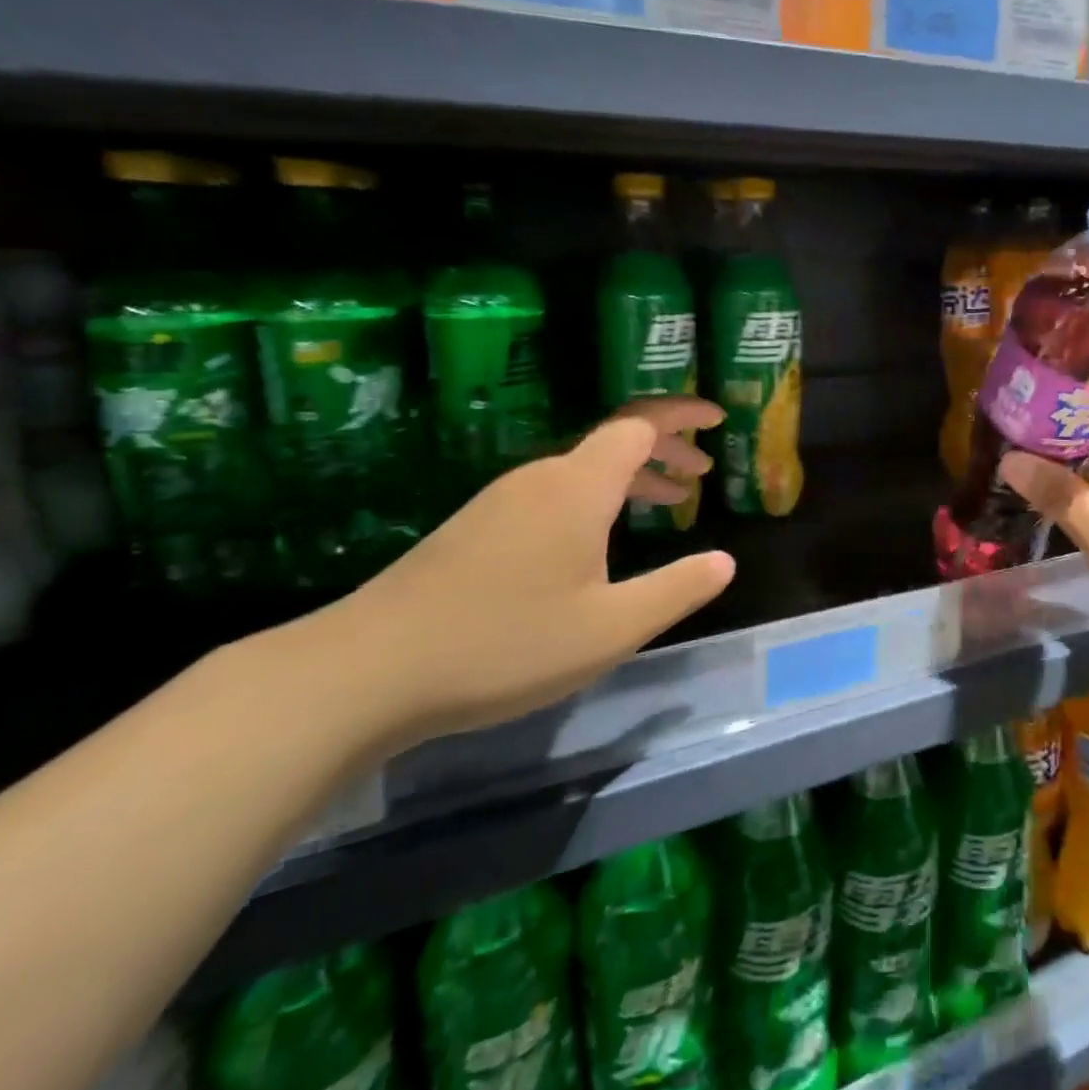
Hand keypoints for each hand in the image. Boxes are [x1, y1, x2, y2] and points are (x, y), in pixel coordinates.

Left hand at [288, 397, 735, 751]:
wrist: (362, 673)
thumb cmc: (504, 644)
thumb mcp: (611, 628)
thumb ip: (677, 589)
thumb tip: (725, 561)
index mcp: (578, 487)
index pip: (641, 423)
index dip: (683, 416)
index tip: (719, 420)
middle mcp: (542, 479)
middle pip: (615, 440)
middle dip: (665, 448)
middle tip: (701, 473)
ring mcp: (503, 500)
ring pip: (584, 469)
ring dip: (632, 477)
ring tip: (665, 504)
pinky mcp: (476, 527)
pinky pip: (555, 491)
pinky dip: (597, 498)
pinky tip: (599, 540)